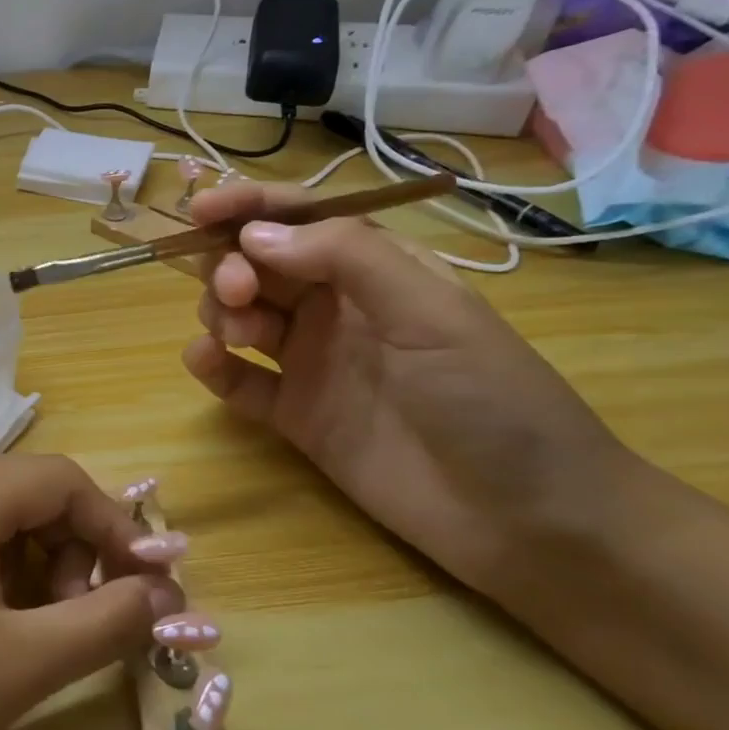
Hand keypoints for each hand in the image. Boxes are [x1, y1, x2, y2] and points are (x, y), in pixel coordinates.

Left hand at [0, 455, 185, 729]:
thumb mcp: (22, 665)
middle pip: (17, 492)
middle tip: (83, 619)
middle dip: (68, 547)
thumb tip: (164, 595)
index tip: (147, 586)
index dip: (114, 525)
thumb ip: (106, 621)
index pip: (58, 478)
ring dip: (25, 562)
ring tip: (33, 635)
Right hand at [181, 181, 629, 593]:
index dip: (248, 207)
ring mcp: (311, 362)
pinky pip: (237, 379)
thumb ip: (347, 260)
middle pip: (258, 265)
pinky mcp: (293, 414)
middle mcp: (335, 309)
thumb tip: (254, 235)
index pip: (300, 220)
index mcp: (375, 271)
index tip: (200, 210)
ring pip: (240, 315)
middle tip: (236, 292)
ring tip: (239, 337)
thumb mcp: (433, 314)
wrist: (528, 522)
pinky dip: (212, 365)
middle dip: (230, 265)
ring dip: (221, 313)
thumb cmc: (494, 399)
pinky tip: (207, 363)